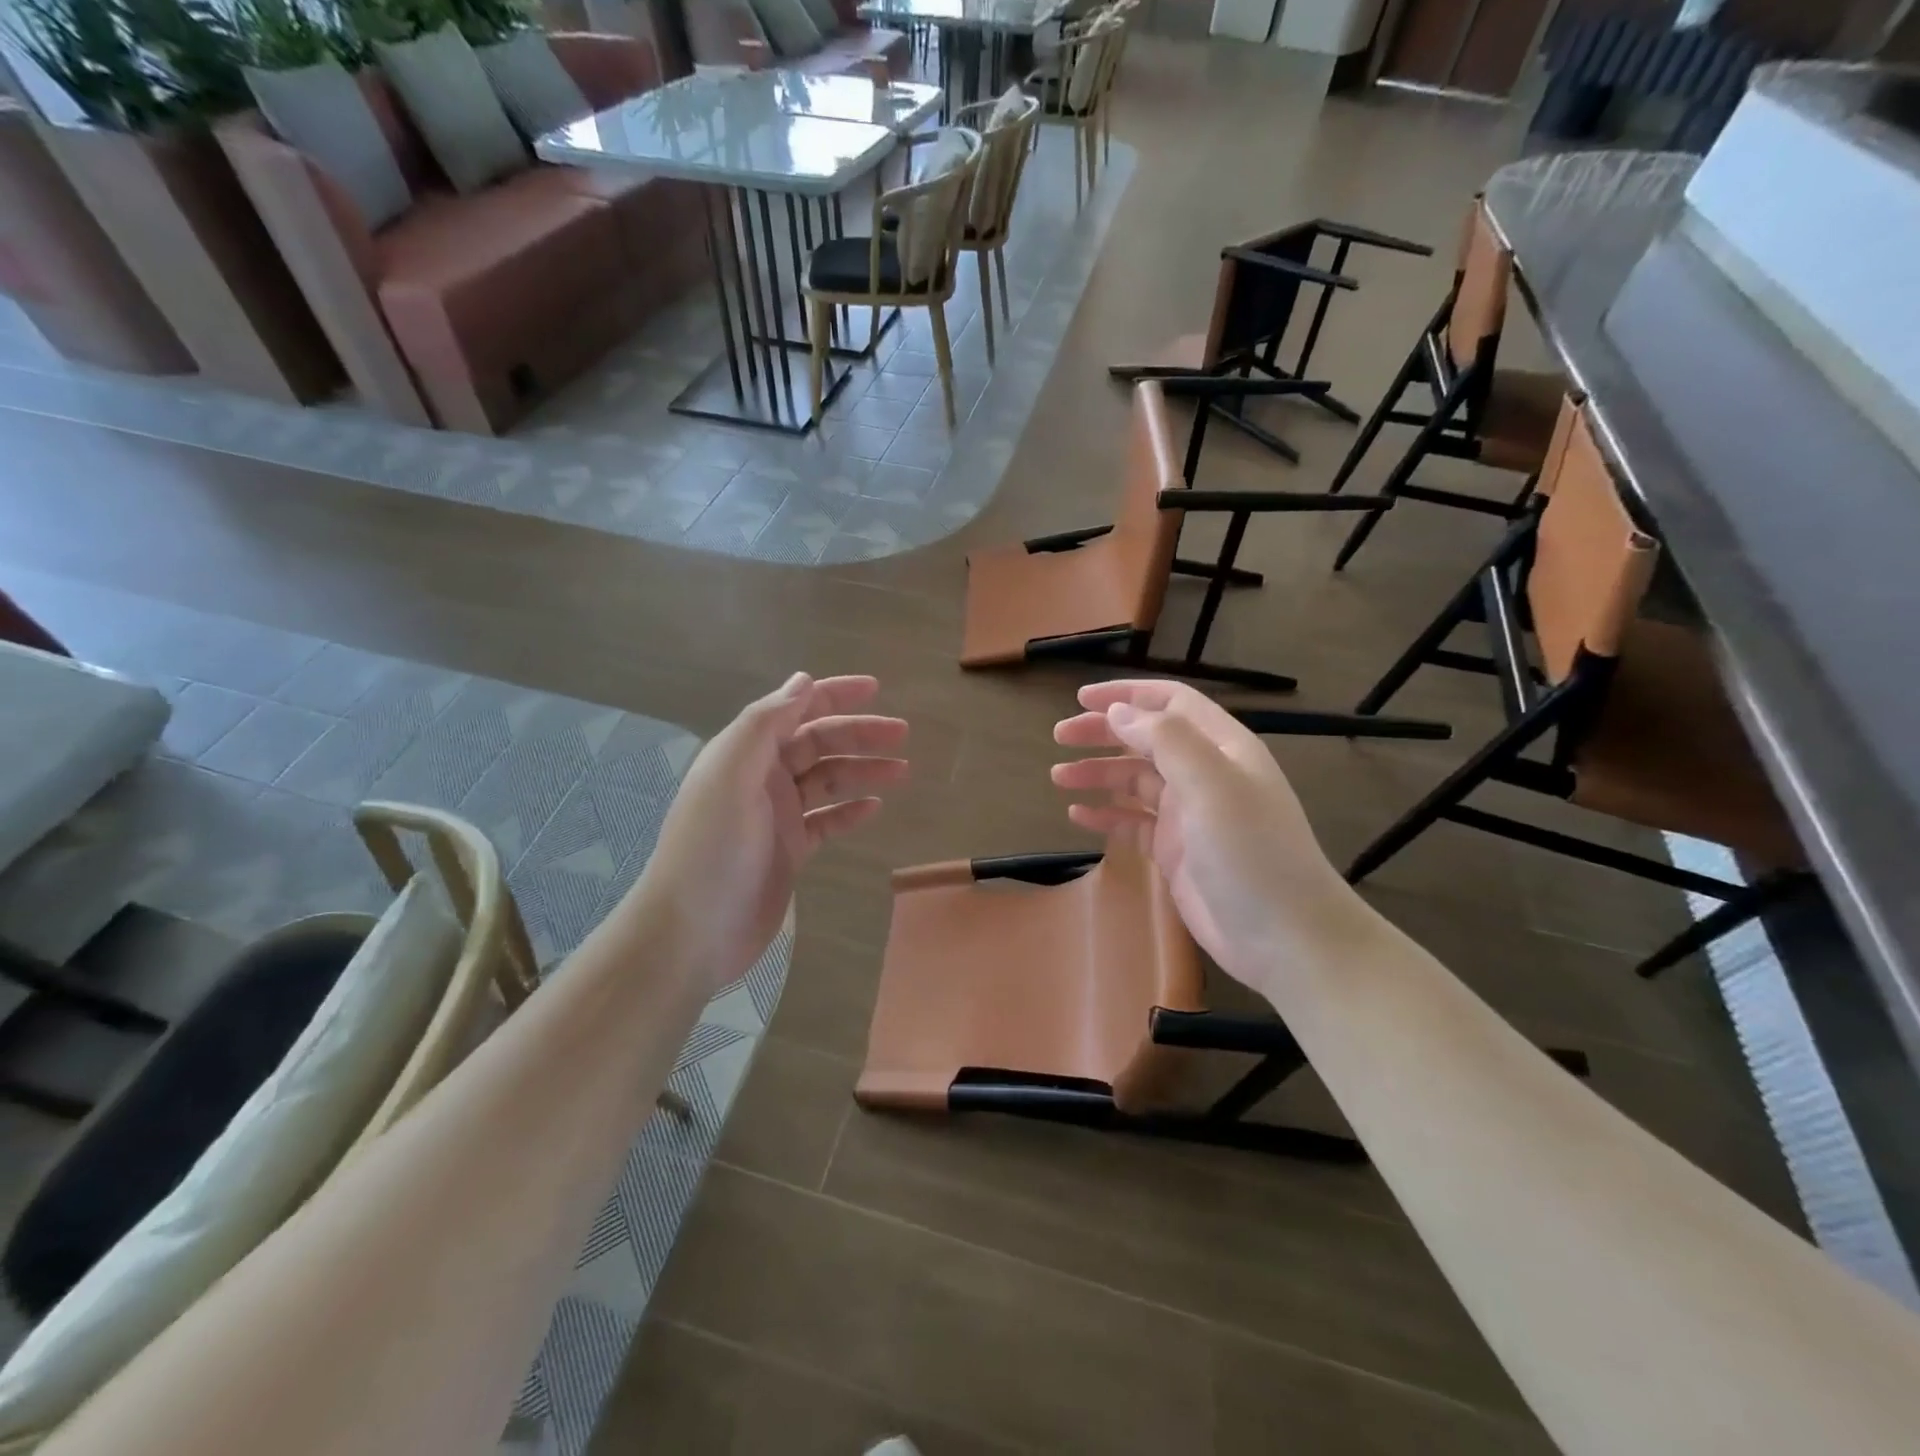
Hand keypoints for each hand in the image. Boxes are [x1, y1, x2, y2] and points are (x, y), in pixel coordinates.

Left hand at [628, 673, 906, 994]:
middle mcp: (762, 777)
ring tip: (902, 770)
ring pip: (827, 780)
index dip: (833, 695)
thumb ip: (765, 724)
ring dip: (862, 770)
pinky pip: (826, 821)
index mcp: (746, 753)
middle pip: (818, 743)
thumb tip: (802, 681)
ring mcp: (777, 816)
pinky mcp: (789, 850)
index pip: (795, 710)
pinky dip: (850, 810)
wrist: (692, 932)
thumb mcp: (731, 775)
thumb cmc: (711, 849)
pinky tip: (875, 807)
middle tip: (902, 734)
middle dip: (859, 734)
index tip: (876, 689)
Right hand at [1051, 680, 1365, 987]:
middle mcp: (1205, 774)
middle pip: (1146, 739)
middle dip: (1103, 733)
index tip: (1081, 698)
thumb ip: (1166, 741)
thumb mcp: (1212, 784)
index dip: (1127, 694)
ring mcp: (1190, 815)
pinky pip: (1134, 822)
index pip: (1170, 703)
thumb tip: (1119, 711)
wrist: (1284, 937)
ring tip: (1058, 777)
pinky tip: (1078, 816)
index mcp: (1222, 747)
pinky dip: (1107, 815)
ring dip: (1098, 774)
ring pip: (1135, 781)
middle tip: (1059, 737)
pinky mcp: (1176, 851)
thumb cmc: (1251, 851)